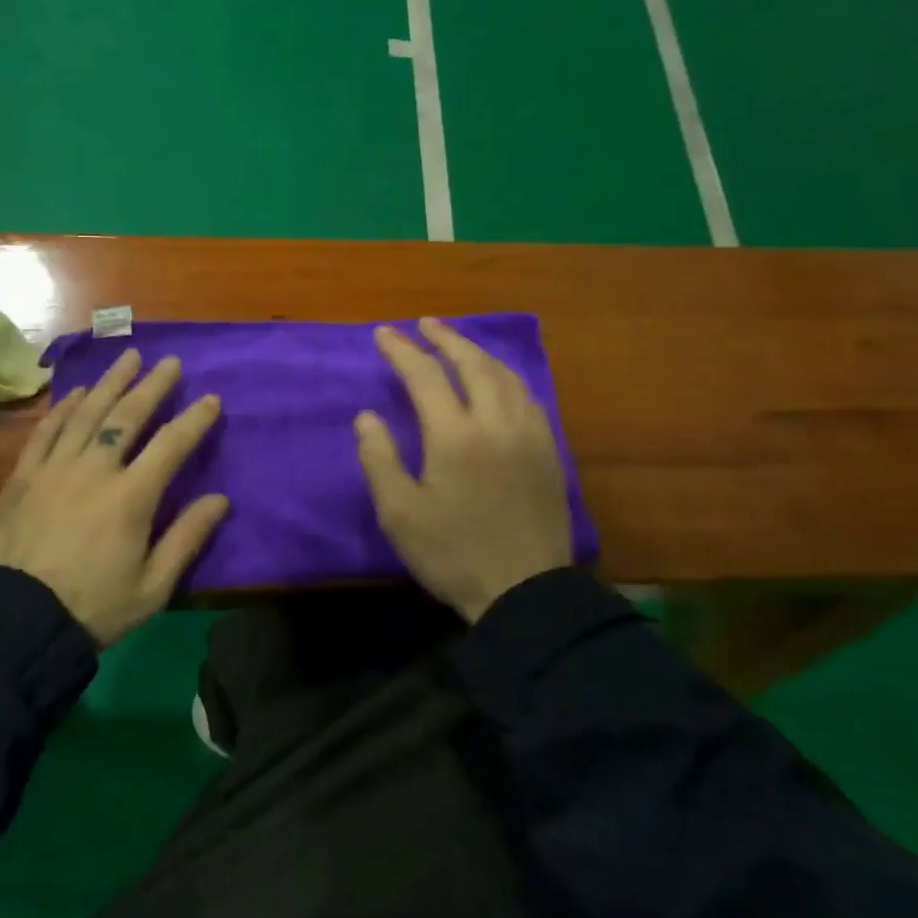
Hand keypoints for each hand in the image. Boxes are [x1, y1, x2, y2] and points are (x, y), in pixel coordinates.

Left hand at [0, 349, 228, 647]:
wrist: (16, 621)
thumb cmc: (93, 607)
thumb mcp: (153, 587)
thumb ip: (187, 539)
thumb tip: (221, 499)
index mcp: (132, 496)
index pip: (171, 445)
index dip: (195, 419)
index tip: (211, 398)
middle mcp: (95, 470)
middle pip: (127, 416)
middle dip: (153, 386)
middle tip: (170, 362)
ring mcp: (55, 468)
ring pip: (87, 413)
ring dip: (110, 383)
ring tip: (128, 358)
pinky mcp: (24, 476)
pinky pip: (46, 431)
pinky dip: (64, 408)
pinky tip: (77, 392)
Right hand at [356, 318, 573, 623]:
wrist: (525, 593)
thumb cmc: (452, 554)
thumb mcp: (399, 514)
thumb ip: (379, 459)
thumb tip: (368, 417)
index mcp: (456, 437)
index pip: (426, 377)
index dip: (402, 351)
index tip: (383, 334)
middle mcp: (497, 424)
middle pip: (472, 364)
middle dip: (446, 338)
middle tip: (424, 324)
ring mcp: (530, 435)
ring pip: (506, 376)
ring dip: (478, 353)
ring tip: (457, 344)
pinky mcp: (549, 452)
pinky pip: (527, 397)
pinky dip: (505, 377)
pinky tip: (497, 381)